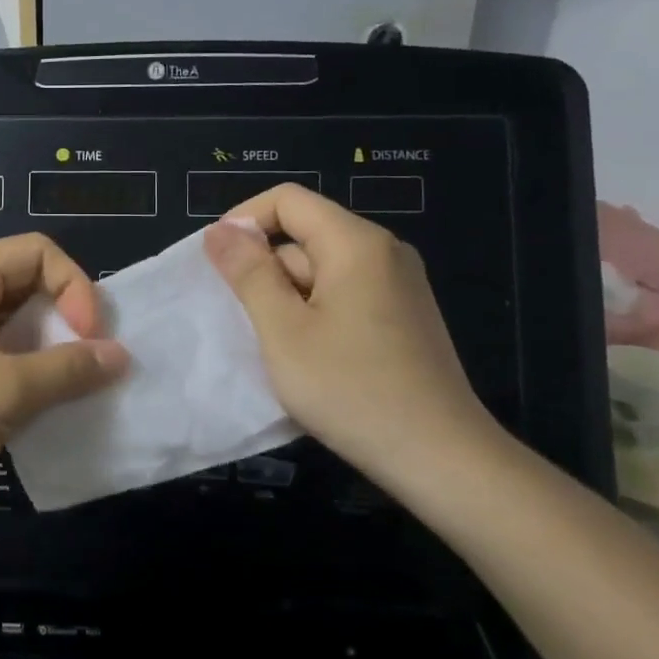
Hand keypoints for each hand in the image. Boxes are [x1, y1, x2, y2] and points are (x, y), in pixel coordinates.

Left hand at [0, 234, 129, 510]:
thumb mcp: (5, 391)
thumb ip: (68, 369)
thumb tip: (120, 355)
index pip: (40, 252)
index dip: (76, 288)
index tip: (90, 340)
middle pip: (28, 284)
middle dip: (66, 320)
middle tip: (89, 367)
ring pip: (13, 323)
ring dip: (47, 352)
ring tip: (70, 390)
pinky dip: (22, 372)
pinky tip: (37, 406)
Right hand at [203, 184, 500, 481]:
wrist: (441, 458)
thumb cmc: (351, 390)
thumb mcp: (283, 331)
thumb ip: (248, 273)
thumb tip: (219, 230)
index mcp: (356, 243)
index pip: (288, 200)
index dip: (243, 220)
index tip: (216, 264)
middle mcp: (383, 252)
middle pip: (305, 234)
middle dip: (265, 269)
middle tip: (244, 322)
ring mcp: (398, 285)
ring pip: (321, 270)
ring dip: (287, 297)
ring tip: (274, 347)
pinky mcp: (403, 317)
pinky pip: (344, 295)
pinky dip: (313, 313)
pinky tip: (307, 357)